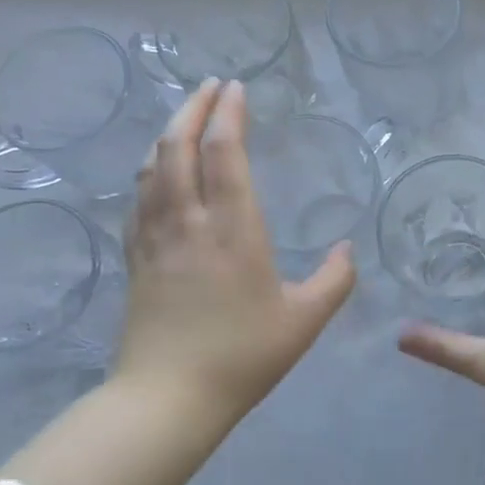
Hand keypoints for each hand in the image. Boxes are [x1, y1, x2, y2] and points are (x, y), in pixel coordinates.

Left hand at [113, 79, 355, 419]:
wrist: (168, 398)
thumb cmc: (243, 355)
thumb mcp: (305, 320)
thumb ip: (335, 280)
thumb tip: (347, 248)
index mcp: (233, 229)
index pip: (225, 153)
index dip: (230, 114)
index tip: (237, 88)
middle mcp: (189, 222)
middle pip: (178, 147)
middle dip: (193, 108)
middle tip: (210, 86)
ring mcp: (155, 238)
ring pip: (152, 168)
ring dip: (168, 133)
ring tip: (185, 118)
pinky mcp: (136, 258)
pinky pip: (137, 199)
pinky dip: (149, 171)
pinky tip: (155, 172)